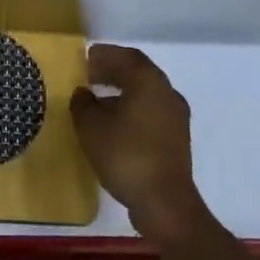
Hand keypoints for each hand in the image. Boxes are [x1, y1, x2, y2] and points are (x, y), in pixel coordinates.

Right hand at [71, 44, 208, 245]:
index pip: (126, 56)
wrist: (165, 204)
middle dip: (112, 71)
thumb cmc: (126, 155)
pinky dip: (132, 110)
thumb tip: (83, 94)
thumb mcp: (91, 127)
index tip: (85, 59)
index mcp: (149, 81)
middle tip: (88, 76)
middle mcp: (167, 93)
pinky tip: (114, 125)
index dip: (104, 55)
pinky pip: (151, 113)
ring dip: (122, 92)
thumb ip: (82, 104)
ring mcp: (176, 117)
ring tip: (97, 101)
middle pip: (138, 73)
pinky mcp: (176, 140)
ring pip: (146, 94)